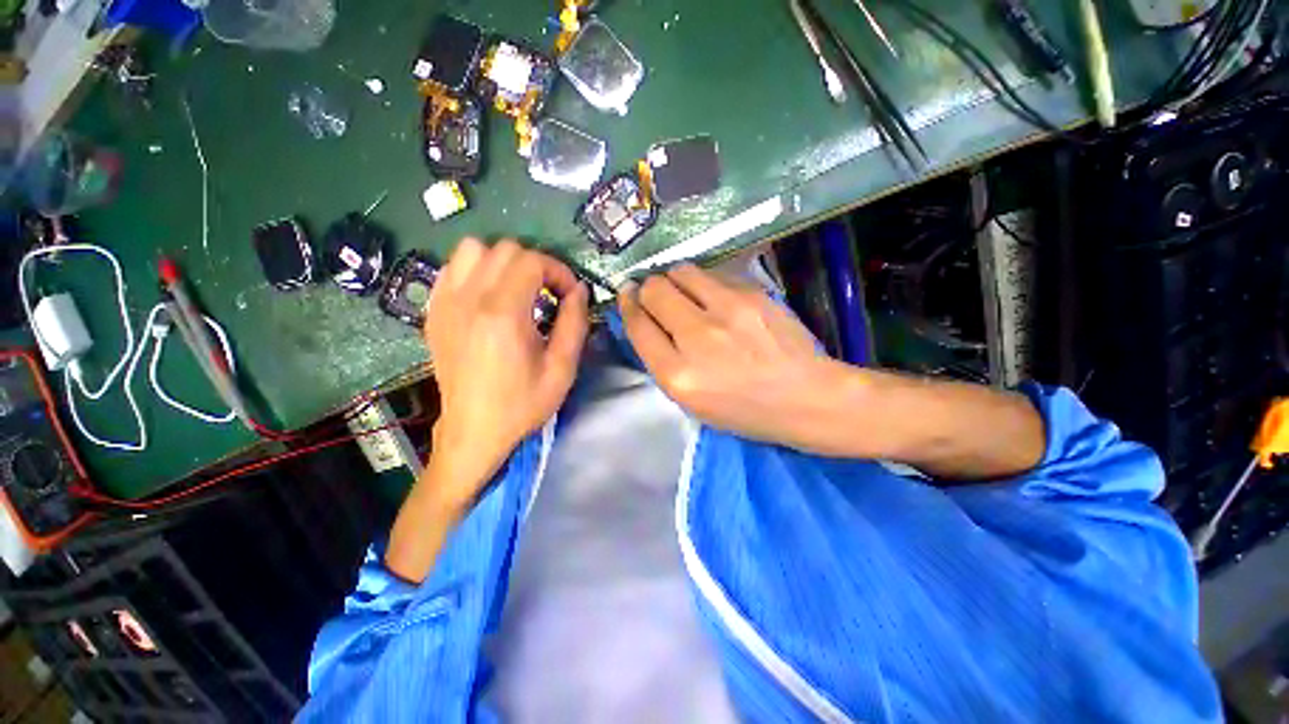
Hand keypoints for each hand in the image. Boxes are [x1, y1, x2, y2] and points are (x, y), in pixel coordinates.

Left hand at [423, 238, 588, 507]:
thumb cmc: (522, 404)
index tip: (569, 296)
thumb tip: (579, 290)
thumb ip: (575, 323)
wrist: (473, 431)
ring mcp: (446, 304)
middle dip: (536, 264)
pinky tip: (489, 296)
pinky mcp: (434, 312)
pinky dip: (476, 271)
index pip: (532, 261)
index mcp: (503, 314)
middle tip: (549, 293)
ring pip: (473, 249)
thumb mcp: (562, 368)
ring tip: (518, 289)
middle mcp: (470, 300)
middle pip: (506, 249)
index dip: (559, 271)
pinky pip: (452, 268)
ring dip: (503, 262)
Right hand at [619, 264, 843, 451]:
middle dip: (647, 288)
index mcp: (678, 375)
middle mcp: (697, 337)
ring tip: (682, 291)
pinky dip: (704, 283)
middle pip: (654, 290)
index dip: (628, 305)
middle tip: (654, 294)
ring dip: (673, 278)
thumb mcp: (691, 402)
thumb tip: (646, 321)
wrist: (805, 397)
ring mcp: (727, 310)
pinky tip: (714, 296)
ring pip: (680, 272)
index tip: (628, 296)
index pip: (638, 325)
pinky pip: (712, 275)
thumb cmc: (744, 409)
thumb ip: (662, 361)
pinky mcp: (752, 293)